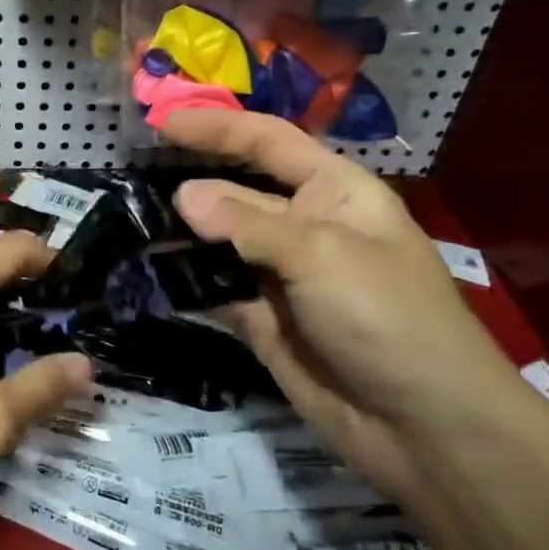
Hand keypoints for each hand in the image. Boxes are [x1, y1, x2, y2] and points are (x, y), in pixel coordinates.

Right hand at [161, 109, 548, 498]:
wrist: (423, 427)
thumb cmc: (387, 317)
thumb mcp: (320, 255)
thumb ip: (246, 224)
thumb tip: (182, 195)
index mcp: (335, 192)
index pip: (269, 143)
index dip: (218, 128)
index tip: (162, 122)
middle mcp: (304, 226)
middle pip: (236, 192)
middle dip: (188, 185)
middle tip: (125, 182)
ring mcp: (281, 276)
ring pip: (219, 243)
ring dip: (179, 235)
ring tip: (125, 225)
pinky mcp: (262, 320)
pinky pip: (214, 289)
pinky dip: (184, 281)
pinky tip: (146, 273)